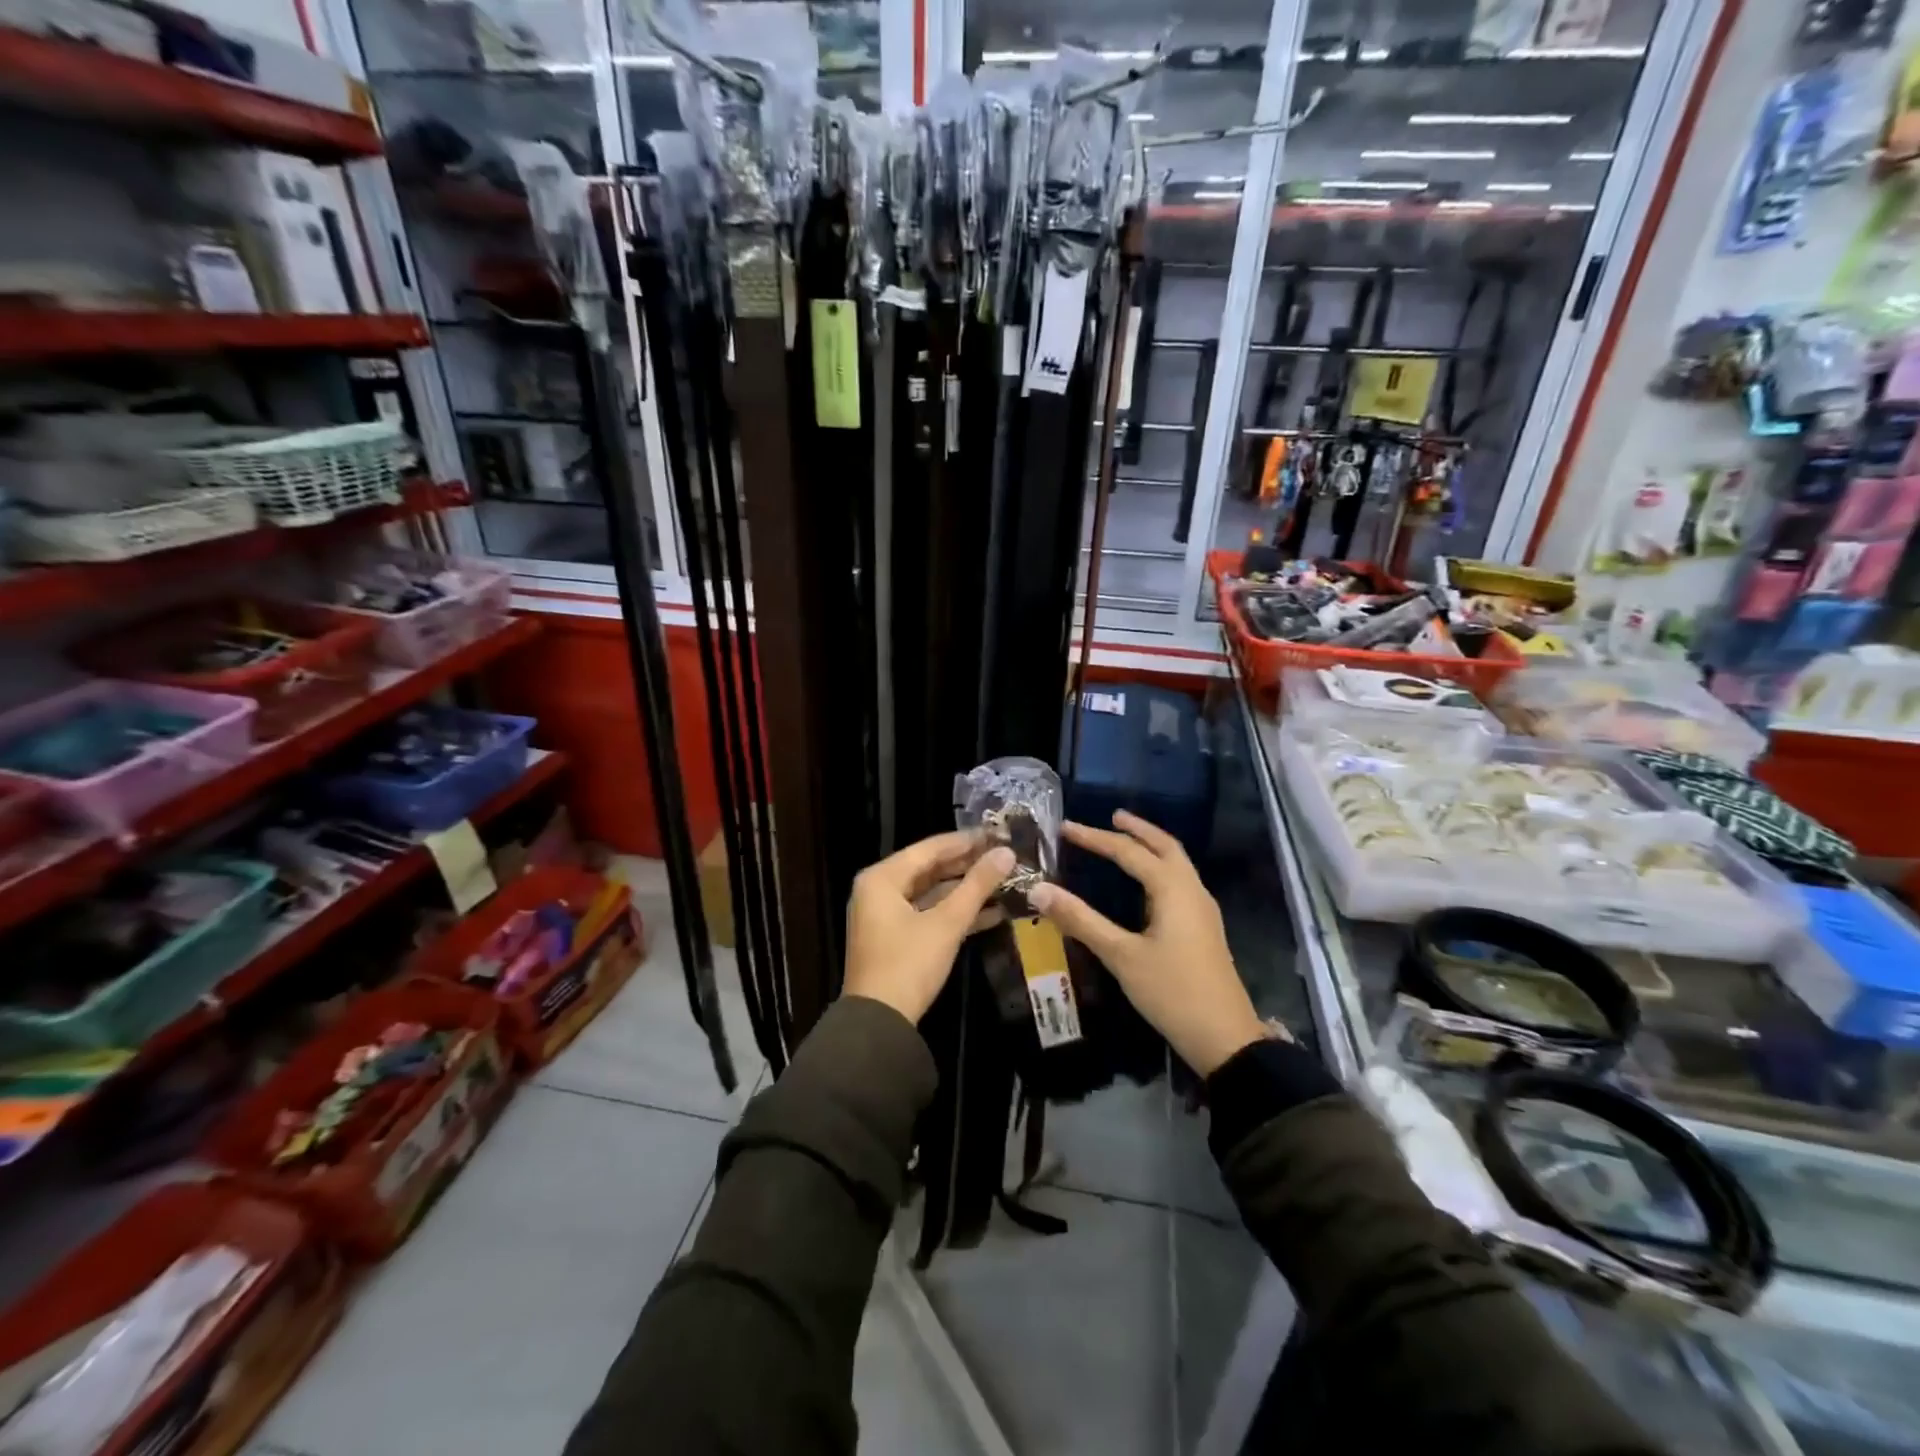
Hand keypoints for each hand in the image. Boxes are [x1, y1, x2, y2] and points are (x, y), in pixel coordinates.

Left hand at [844, 832, 1015, 1023]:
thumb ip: (977, 885)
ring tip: (1005, 881)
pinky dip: (956, 914)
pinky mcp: (896, 939)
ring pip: (932, 893)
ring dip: (966, 891)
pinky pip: (929, 915)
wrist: (879, 1024)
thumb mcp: (947, 923)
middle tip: (1006, 856)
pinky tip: (993, 912)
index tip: (999, 834)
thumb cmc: (909, 964)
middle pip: (930, 869)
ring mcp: (886, 916)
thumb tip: (1007, 853)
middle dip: (969, 865)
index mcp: (882, 878)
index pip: (930, 848)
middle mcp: (879, 890)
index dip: (966, 841)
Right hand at [1028, 811, 1272, 1075]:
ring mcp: (1202, 909)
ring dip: (1151, 846)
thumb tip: (1039, 889)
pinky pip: (1180, 881)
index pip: (1128, 852)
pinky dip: (1160, 867)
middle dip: (1137, 829)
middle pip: (1165, 846)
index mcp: (1172, 889)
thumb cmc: (1171, 991)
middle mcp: (1192, 890)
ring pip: (1177, 863)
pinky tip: (1145, 884)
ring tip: (1126, 839)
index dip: (1095, 838)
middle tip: (1110, 817)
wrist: (1224, 1037)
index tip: (1065, 828)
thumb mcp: (1121, 955)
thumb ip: (1081, 920)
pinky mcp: (1203, 927)